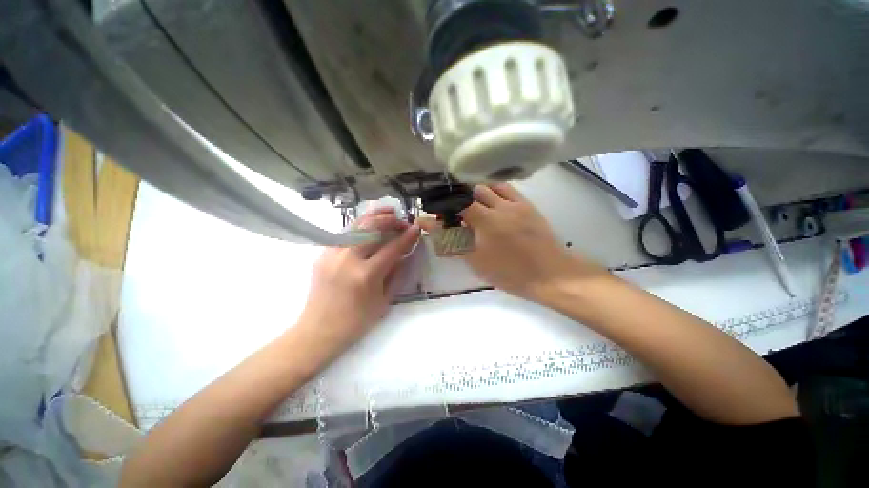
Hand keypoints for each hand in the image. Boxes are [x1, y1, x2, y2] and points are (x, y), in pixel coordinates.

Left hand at [297, 207, 419, 356]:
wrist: (318, 332)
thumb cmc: (355, 322)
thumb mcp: (383, 301)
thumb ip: (395, 274)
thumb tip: (403, 254)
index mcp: (366, 275)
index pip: (392, 248)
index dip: (407, 237)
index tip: (416, 228)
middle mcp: (348, 259)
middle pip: (372, 228)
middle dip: (390, 220)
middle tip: (402, 220)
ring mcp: (332, 254)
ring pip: (356, 225)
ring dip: (375, 216)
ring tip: (388, 211)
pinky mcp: (322, 254)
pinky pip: (345, 234)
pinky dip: (360, 226)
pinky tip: (369, 225)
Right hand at [421, 184, 603, 300]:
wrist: (550, 274)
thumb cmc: (510, 272)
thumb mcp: (476, 260)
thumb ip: (451, 240)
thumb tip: (428, 225)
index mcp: (485, 221)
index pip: (456, 202)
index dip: (444, 206)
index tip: (438, 215)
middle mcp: (499, 205)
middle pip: (471, 190)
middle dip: (458, 199)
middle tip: (455, 214)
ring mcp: (515, 202)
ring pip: (488, 186)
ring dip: (475, 193)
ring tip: (472, 208)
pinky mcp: (527, 203)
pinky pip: (506, 188)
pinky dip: (492, 190)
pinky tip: (490, 200)